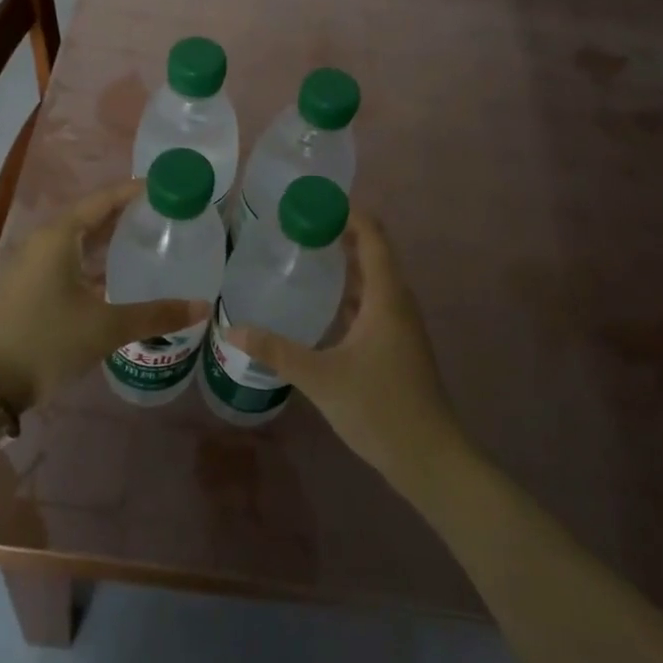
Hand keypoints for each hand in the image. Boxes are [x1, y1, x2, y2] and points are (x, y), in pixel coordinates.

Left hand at [0, 180, 208, 410]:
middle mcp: (43, 241)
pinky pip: (66, 258)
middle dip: (125, 214)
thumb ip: (155, 315)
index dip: (135, 192)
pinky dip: (92, 259)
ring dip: (108, 238)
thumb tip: (202, 307)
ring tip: (146, 240)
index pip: (103, 200)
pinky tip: (115, 275)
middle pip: (90, 216)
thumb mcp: (106, 327)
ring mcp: (31, 263)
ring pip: (77, 239)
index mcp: (59, 236)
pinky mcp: (28, 284)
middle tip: (164, 215)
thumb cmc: (48, 342)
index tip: (166, 188)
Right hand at [223, 214, 465, 489]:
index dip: (348, 213)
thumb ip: (277, 351)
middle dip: (339, 234)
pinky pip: (372, 304)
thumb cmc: (380, 408)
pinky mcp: (397, 346)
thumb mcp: (321, 378)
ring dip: (344, 264)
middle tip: (298, 226)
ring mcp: (401, 326)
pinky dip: (349, 293)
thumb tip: (232, 328)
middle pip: (373, 253)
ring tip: (304, 255)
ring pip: (373, 280)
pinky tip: (321, 305)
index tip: (313, 202)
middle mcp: (398, 303)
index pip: (372, 236)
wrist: (430, 460)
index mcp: (386, 297)